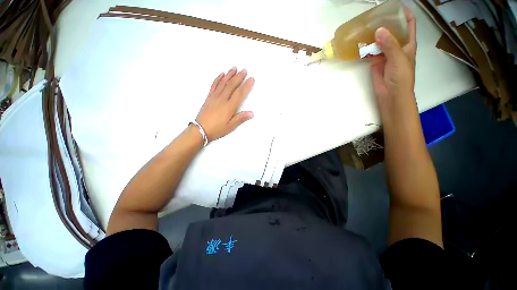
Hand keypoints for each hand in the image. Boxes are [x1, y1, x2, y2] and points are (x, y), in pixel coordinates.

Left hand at [196, 67, 254, 141]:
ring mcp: (214, 97)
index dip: (246, 85)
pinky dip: (218, 79)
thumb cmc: (217, 129)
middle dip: (239, 77)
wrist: (200, 130)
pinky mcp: (209, 97)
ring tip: (234, 68)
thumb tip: (252, 113)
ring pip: (223, 83)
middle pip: (232, 85)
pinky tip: (221, 74)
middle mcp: (222, 99)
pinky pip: (214, 85)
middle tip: (244, 70)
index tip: (251, 79)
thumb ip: (241, 118)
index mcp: (229, 107)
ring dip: (229, 75)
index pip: (239, 93)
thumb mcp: (231, 126)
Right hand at [370, 7, 416, 104]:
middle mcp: (396, 47)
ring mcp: (385, 54)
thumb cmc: (401, 76)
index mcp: (407, 44)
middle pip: (392, 31)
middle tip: (375, 15)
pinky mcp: (375, 62)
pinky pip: (371, 51)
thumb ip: (389, 44)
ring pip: (380, 41)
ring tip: (366, 25)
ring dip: (374, 34)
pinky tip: (361, 41)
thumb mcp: (399, 58)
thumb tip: (378, 30)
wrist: (391, 94)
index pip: (409, 25)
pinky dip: (366, 47)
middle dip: (386, 23)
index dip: (405, 14)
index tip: (396, 6)